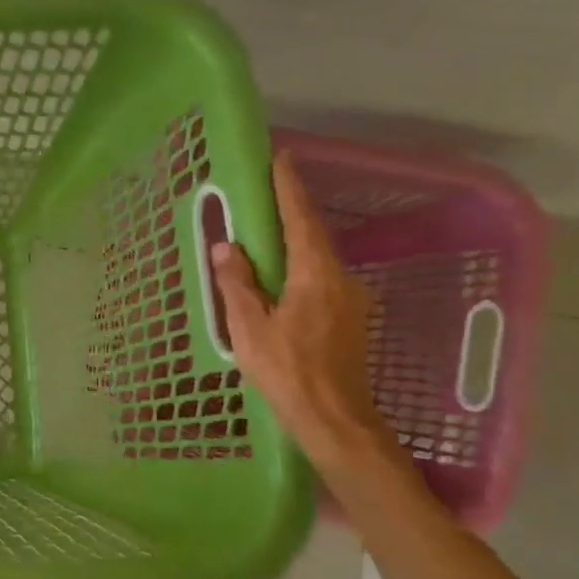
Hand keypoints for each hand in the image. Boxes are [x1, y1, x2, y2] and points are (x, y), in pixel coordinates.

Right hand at [208, 152, 395, 468]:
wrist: (335, 419)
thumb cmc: (287, 371)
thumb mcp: (249, 327)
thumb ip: (238, 284)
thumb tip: (228, 247)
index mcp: (315, 276)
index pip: (301, 220)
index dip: (290, 189)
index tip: (281, 159)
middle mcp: (340, 279)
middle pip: (313, 237)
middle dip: (290, 214)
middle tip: (264, 197)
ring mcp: (351, 300)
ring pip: (317, 261)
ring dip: (293, 246)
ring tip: (264, 241)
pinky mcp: (350, 319)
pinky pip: (320, 281)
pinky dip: (299, 271)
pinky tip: (279, 282)